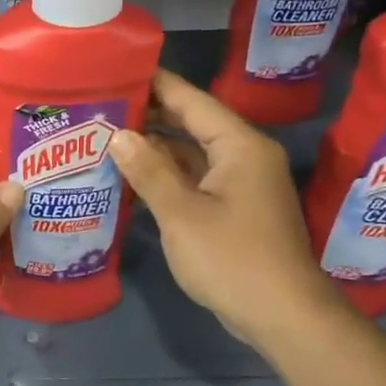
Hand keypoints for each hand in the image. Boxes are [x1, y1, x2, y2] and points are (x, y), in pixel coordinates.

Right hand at [109, 70, 344, 350]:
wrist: (282, 316)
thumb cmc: (232, 258)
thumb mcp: (181, 213)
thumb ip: (148, 171)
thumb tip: (118, 135)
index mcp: (240, 146)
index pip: (193, 101)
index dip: (157, 84)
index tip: (119, 70)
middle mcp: (244, 157)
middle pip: (193, 124)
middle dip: (150, 116)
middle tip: (102, 106)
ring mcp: (241, 186)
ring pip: (192, 155)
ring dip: (155, 149)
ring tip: (107, 137)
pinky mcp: (235, 211)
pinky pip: (196, 180)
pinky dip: (167, 176)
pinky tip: (132, 177)